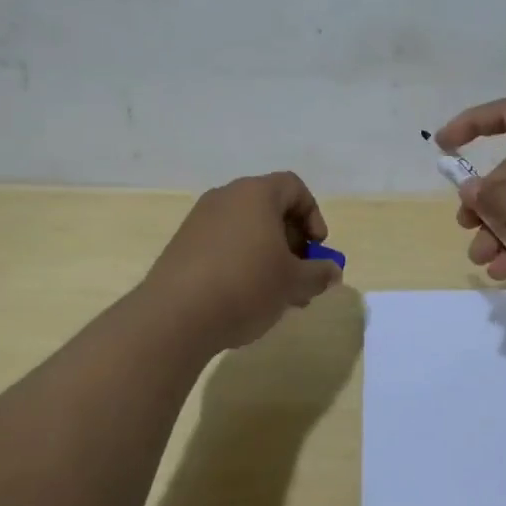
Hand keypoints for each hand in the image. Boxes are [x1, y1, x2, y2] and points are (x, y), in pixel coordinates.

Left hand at [142, 172, 342, 351]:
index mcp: (256, 194)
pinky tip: (246, 297)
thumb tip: (331, 272)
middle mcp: (226, 197)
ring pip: (247, 230)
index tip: (316, 249)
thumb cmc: (245, 286)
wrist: (174, 317)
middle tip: (300, 276)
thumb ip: (319, 273)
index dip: (313, 215)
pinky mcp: (183, 245)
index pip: (294, 187)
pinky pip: (224, 244)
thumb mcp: (293, 282)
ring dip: (268, 256)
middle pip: (270, 209)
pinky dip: (242, 262)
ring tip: (277, 294)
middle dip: (292, 242)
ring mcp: (200, 221)